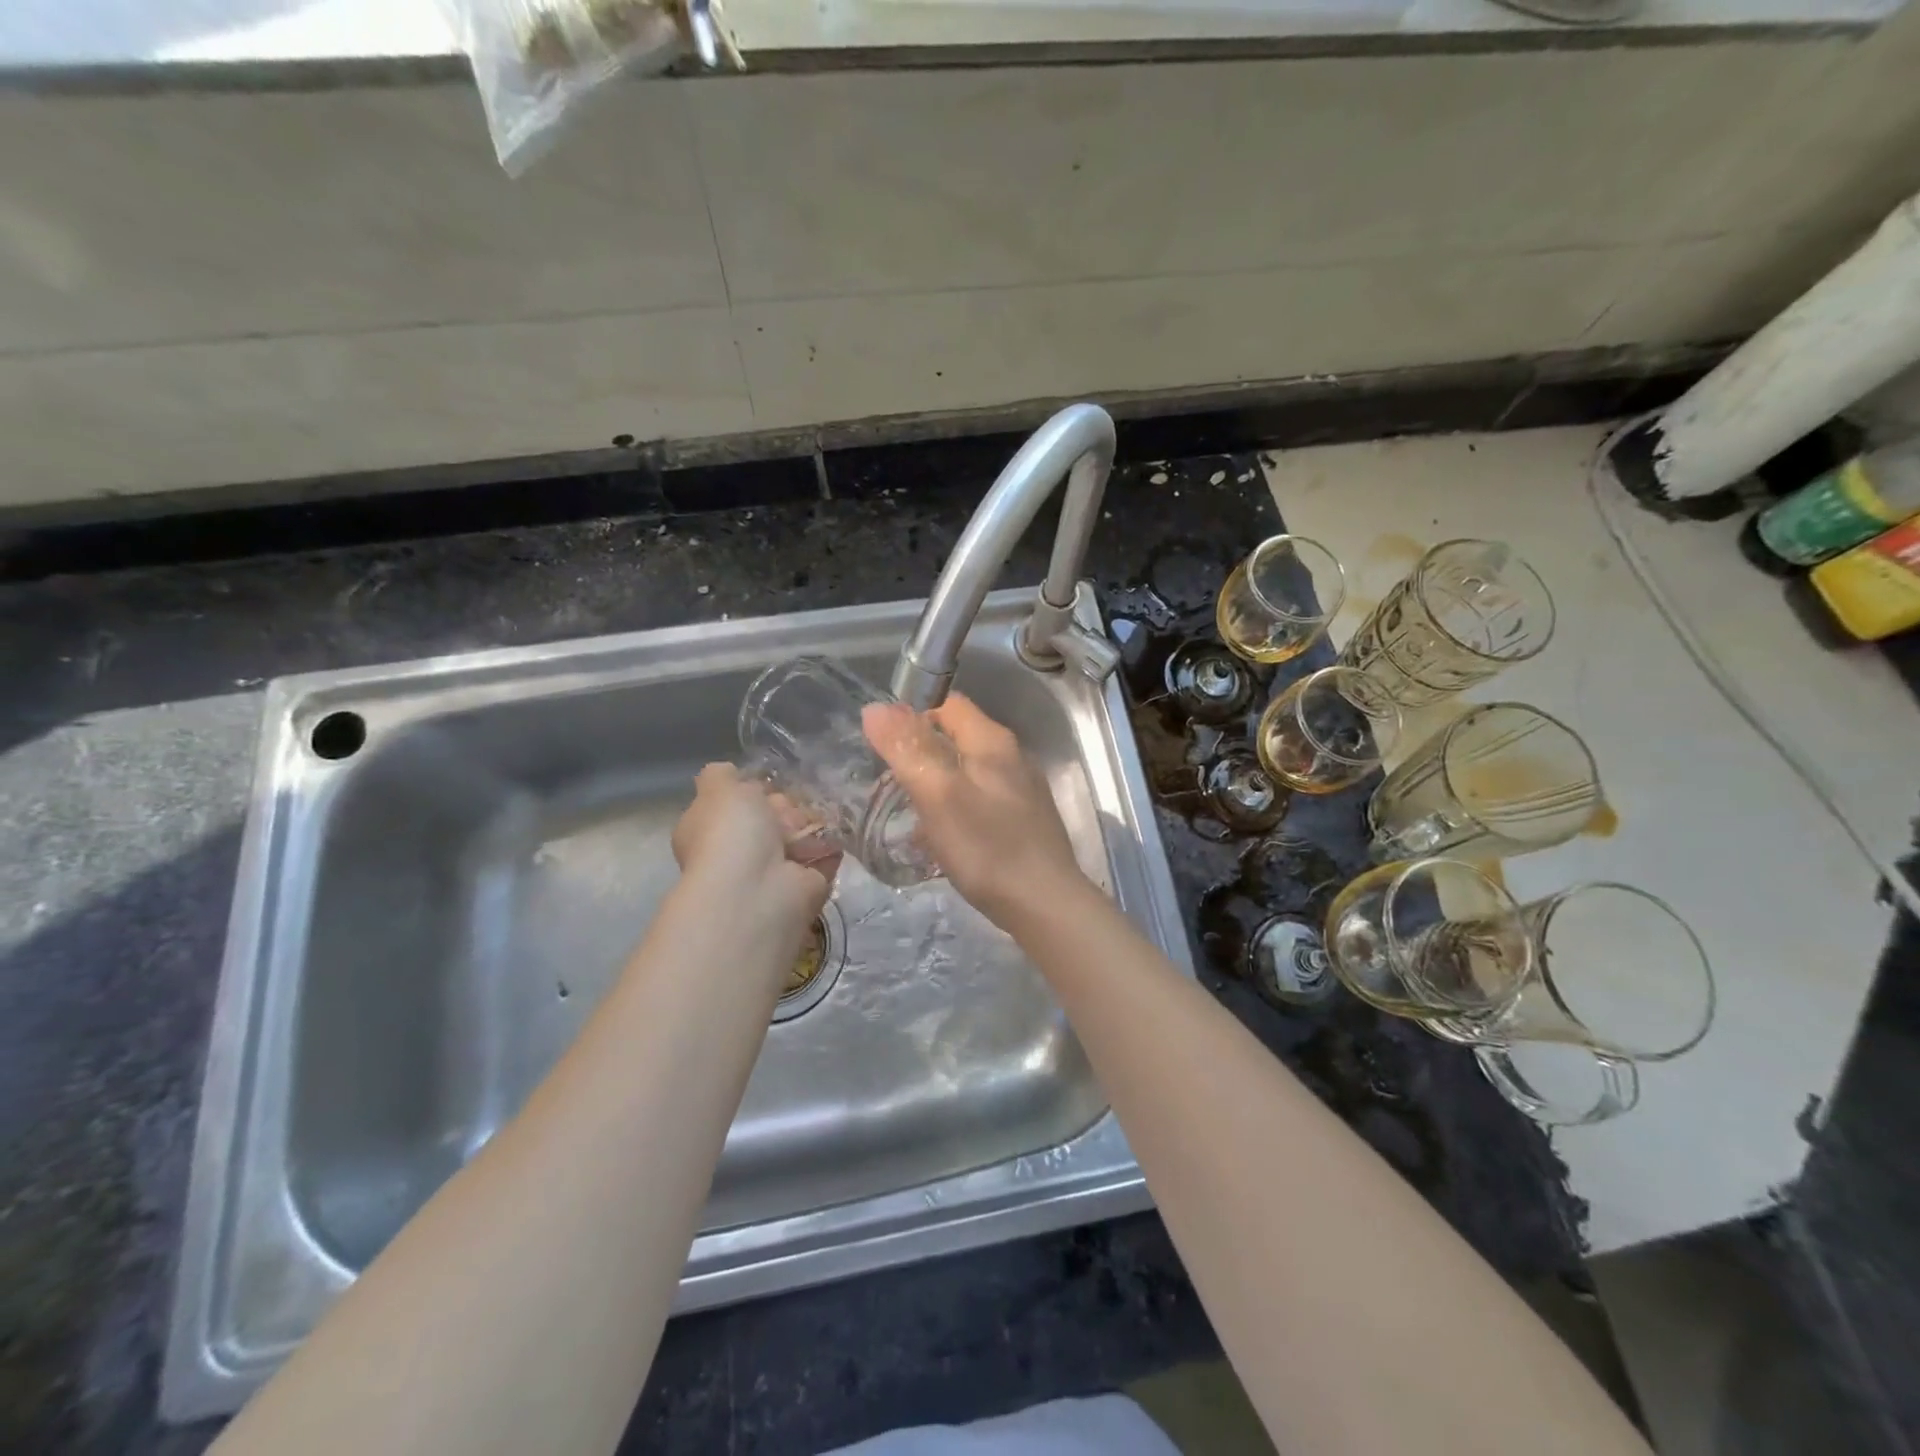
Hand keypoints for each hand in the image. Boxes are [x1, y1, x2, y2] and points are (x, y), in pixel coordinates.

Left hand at [672, 764, 837, 922]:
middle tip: (791, 807)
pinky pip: (822, 857)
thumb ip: (720, 775)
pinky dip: (830, 846)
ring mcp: (772, 872)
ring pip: (798, 836)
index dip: (753, 791)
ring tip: (813, 820)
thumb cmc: (731, 833)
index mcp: (709, 831)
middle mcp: (738, 853)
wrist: (759, 889)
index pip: (735, 804)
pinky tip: (833, 833)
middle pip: (770, 817)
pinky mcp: (805, 886)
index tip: (767, 785)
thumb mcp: (718, 788)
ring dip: (809, 825)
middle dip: (786, 807)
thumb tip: (728, 773)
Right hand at [863, 694, 1089, 927]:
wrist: (1045, 905)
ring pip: (968, 772)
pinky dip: (956, 810)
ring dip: (938, 784)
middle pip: (958, 738)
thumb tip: (875, 708)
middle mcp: (1012, 757)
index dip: (914, 714)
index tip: (886, 744)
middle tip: (890, 781)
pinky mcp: (1024, 821)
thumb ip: (907, 749)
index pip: (949, 704)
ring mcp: (1022, 790)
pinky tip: (942, 839)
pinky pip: (980, 802)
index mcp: (992, 741)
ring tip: (909, 812)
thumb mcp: (938, 794)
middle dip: (922, 752)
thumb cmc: (987, 847)